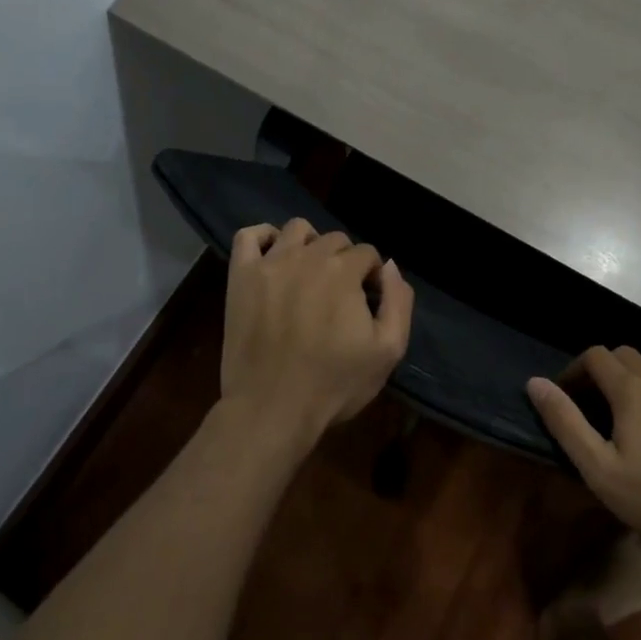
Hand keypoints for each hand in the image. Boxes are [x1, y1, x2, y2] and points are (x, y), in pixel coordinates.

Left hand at [220, 218, 412, 453]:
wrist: (271, 410)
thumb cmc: (334, 384)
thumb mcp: (388, 350)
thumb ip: (398, 301)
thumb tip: (389, 266)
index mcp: (344, 270)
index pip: (367, 254)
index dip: (371, 277)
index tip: (366, 304)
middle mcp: (308, 256)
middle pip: (335, 239)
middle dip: (344, 261)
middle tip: (338, 296)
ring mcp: (271, 263)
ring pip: (297, 229)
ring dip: (310, 244)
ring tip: (308, 274)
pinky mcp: (241, 276)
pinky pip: (249, 235)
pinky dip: (263, 237)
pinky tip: (272, 257)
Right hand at [527, 347, 640, 558]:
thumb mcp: (603, 471)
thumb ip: (566, 424)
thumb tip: (535, 383)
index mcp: (632, 387)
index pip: (594, 356)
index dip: (574, 370)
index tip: (565, 396)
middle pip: (626, 357)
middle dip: (605, 373)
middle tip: (596, 410)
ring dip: (637, 386)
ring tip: (634, 425)